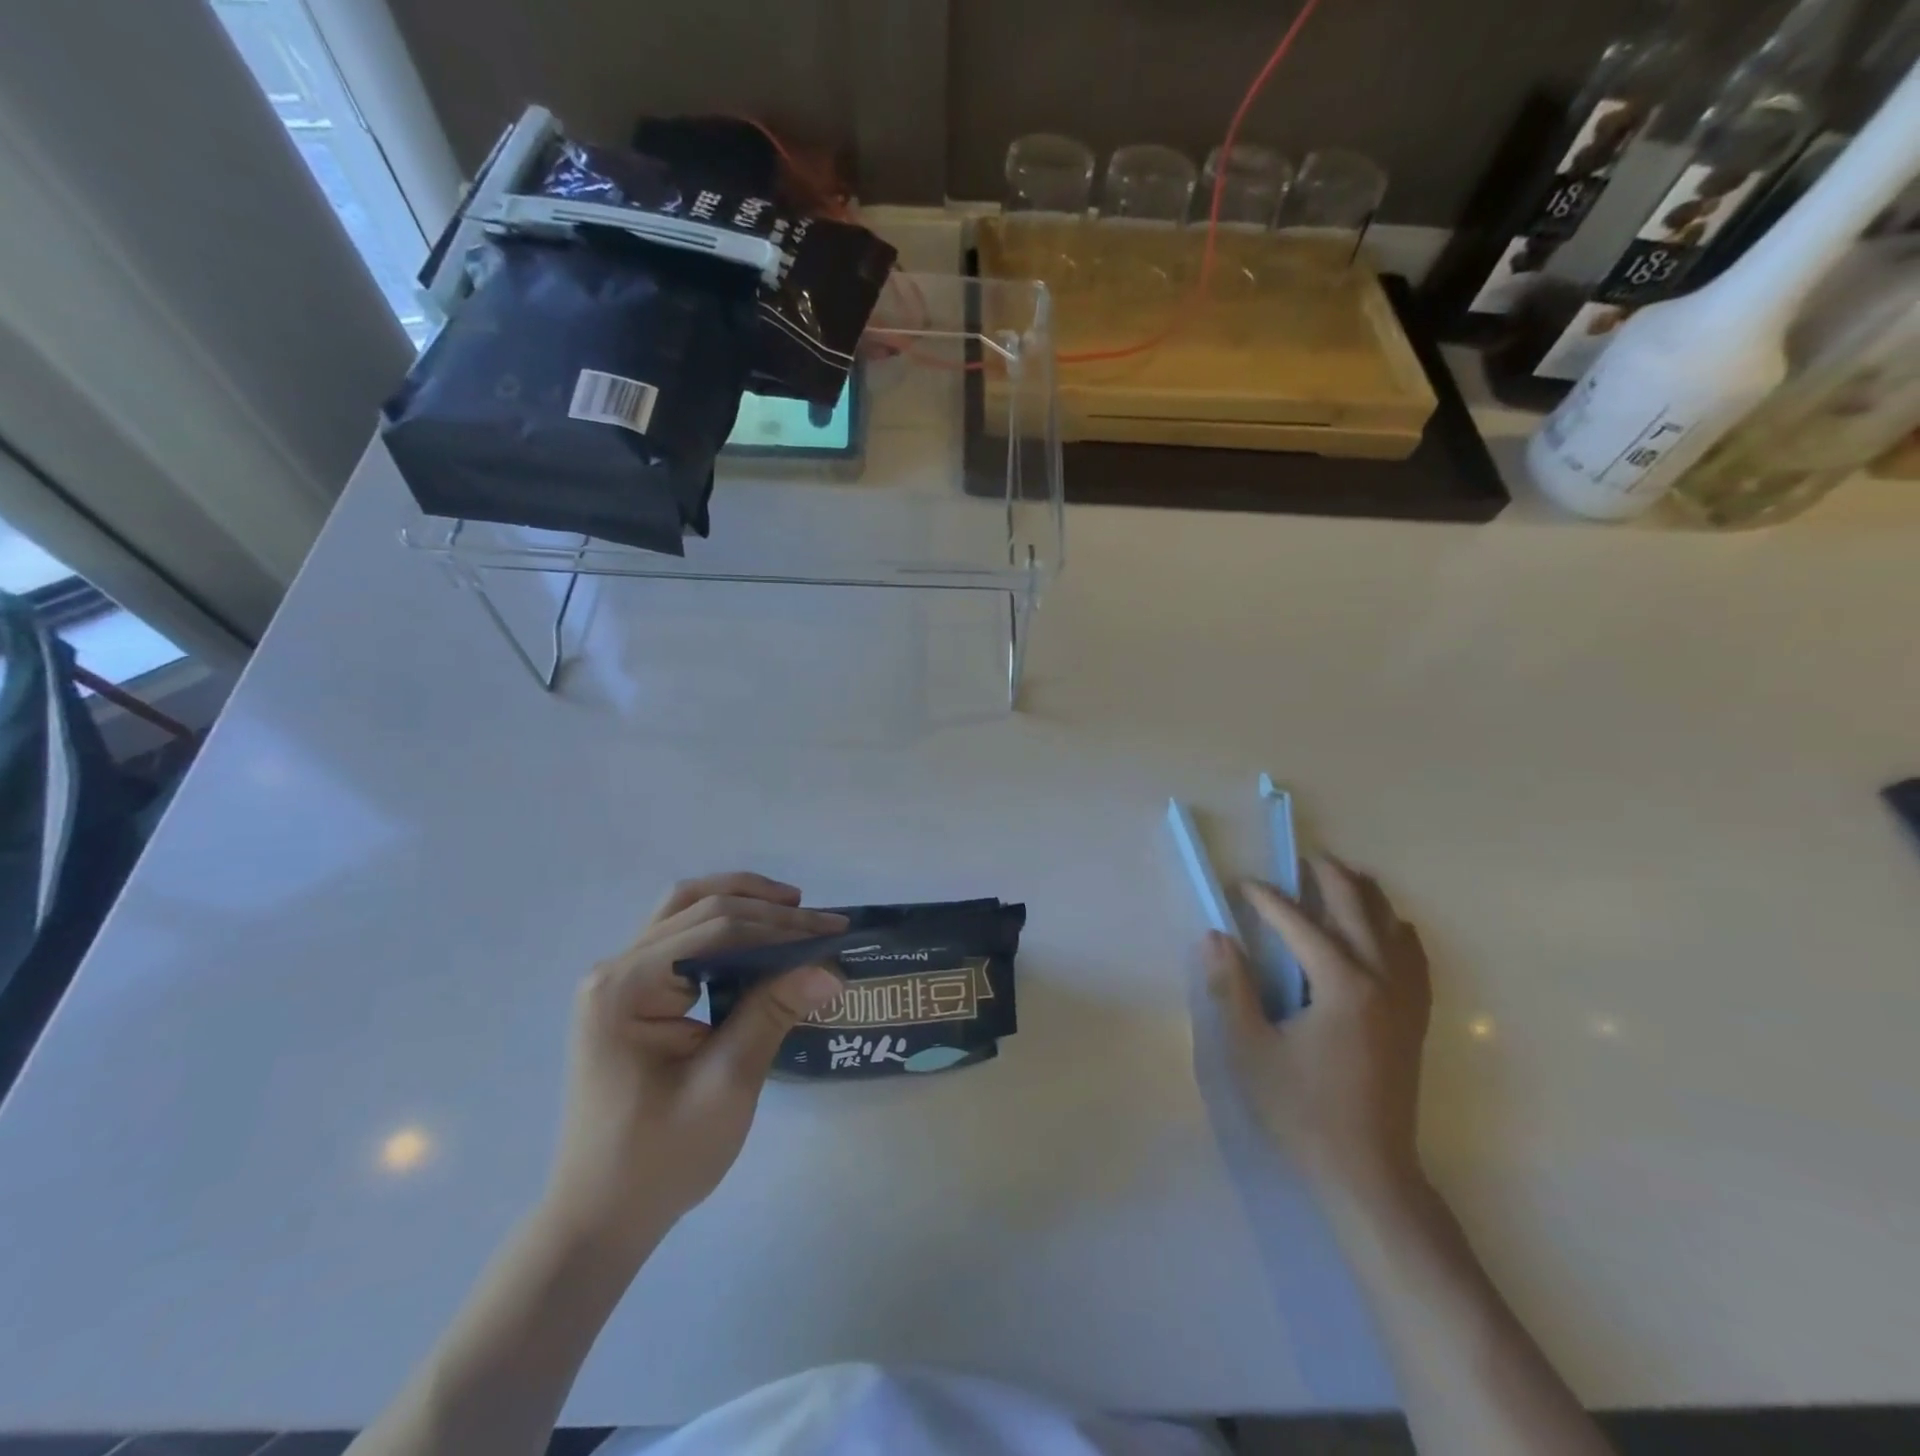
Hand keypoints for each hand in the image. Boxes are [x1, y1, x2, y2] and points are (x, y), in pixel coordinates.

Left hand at [542, 873, 847, 1253]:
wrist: (599, 1217)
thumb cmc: (660, 1159)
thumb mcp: (726, 1085)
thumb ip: (773, 1013)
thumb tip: (830, 968)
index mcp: (627, 987)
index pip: (718, 930)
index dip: (781, 928)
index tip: (834, 934)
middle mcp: (615, 969)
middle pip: (700, 908)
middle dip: (767, 910)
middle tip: (825, 922)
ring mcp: (617, 980)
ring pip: (685, 911)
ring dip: (741, 903)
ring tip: (792, 909)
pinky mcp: (627, 994)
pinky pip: (679, 938)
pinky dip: (722, 927)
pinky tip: (756, 938)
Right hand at [1202, 856, 1431, 1203]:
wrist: (1369, 1171)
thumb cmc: (1303, 1110)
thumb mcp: (1252, 1048)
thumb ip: (1232, 987)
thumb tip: (1216, 937)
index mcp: (1341, 984)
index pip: (1299, 923)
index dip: (1267, 899)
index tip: (1242, 885)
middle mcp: (1381, 980)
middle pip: (1358, 908)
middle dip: (1329, 877)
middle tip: (1302, 859)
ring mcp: (1406, 998)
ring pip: (1393, 926)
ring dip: (1366, 895)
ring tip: (1342, 876)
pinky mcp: (1416, 1018)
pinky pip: (1416, 957)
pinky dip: (1399, 931)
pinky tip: (1389, 927)